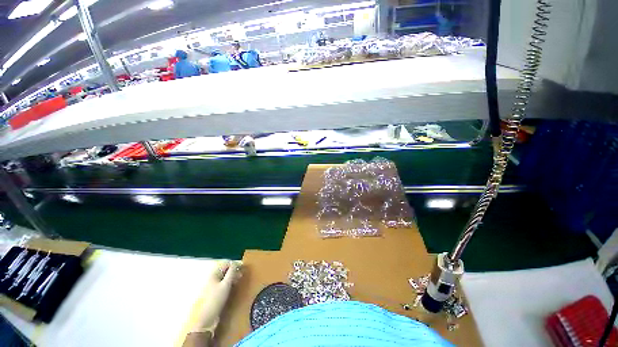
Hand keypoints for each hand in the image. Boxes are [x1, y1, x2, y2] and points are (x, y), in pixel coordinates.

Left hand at [188, 260, 240, 334]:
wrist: (206, 318)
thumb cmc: (216, 299)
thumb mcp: (226, 284)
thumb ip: (232, 272)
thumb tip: (236, 263)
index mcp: (214, 274)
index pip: (226, 264)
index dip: (235, 264)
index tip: (243, 267)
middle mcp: (212, 278)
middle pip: (225, 270)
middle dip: (234, 271)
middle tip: (242, 274)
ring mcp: (212, 285)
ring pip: (224, 277)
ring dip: (232, 277)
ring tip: (239, 280)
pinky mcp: (214, 292)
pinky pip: (222, 283)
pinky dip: (229, 283)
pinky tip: (233, 286)